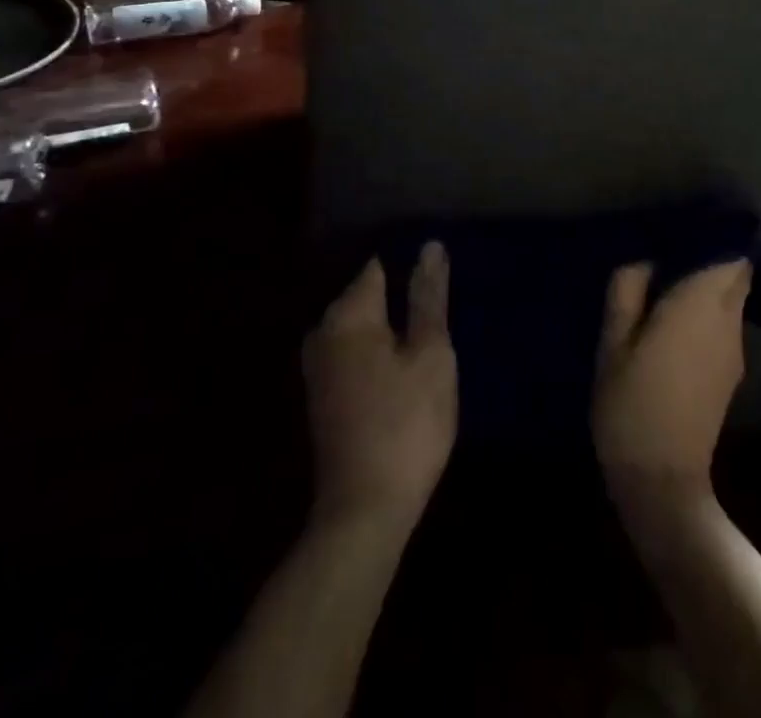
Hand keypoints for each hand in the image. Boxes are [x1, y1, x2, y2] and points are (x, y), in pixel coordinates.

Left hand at [303, 243, 456, 528]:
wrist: (363, 514)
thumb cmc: (406, 425)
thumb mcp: (431, 355)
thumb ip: (428, 298)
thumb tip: (430, 246)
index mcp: (347, 314)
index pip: (380, 266)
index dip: (412, 270)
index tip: (439, 285)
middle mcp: (323, 331)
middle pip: (370, 297)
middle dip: (402, 300)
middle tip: (441, 321)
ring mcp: (318, 365)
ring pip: (364, 327)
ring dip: (393, 331)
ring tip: (430, 344)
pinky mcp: (323, 395)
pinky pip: (355, 353)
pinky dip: (379, 355)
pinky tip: (405, 372)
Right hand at [593, 259, 750, 508]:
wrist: (663, 481)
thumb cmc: (632, 404)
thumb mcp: (613, 343)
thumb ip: (627, 291)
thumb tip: (644, 259)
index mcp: (700, 306)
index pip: (730, 255)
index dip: (714, 235)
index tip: (685, 226)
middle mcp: (727, 322)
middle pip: (735, 274)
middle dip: (710, 257)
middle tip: (669, 252)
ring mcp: (734, 350)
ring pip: (730, 299)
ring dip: (706, 285)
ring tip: (665, 283)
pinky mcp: (730, 372)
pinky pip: (723, 323)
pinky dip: (706, 310)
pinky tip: (673, 320)